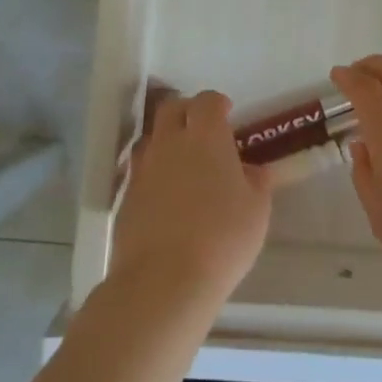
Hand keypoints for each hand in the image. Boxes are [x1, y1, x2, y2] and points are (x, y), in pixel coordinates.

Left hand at [110, 88, 272, 313]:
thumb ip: (255, 182)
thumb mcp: (256, 210)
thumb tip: (251, 170)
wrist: (163, 280)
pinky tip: (166, 195)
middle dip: (187, 111)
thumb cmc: (221, 239)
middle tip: (202, 129)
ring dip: (166, 140)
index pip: (207, 101)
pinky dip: (154, 173)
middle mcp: (170, 142)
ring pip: (152, 138)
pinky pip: (140, 170)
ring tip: (182, 163)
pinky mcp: (125, 195)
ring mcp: (143, 168)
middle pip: (172, 108)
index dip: (217, 104)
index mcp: (206, 136)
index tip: (227, 113)